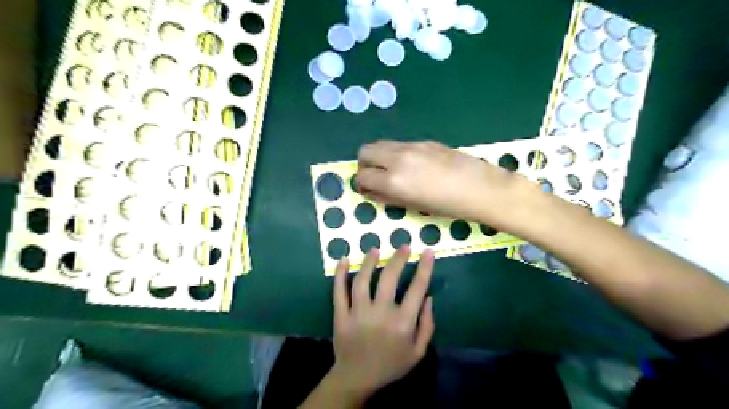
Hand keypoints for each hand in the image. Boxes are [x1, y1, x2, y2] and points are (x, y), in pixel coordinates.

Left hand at [332, 246, 434, 395]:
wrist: (357, 379)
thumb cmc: (391, 365)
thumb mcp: (418, 352)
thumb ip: (427, 325)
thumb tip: (429, 297)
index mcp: (402, 323)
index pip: (417, 288)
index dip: (424, 267)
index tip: (427, 251)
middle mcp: (380, 314)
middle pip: (389, 278)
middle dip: (398, 258)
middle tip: (403, 246)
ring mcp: (358, 313)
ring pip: (362, 280)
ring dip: (369, 262)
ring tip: (374, 249)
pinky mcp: (340, 315)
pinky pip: (338, 291)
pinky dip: (339, 274)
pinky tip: (342, 259)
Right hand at [355, 139, 529, 223]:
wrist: (481, 188)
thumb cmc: (448, 206)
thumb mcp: (414, 206)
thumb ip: (388, 197)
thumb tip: (372, 191)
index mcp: (394, 179)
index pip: (362, 176)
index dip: (361, 185)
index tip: (367, 191)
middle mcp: (397, 158)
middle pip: (365, 151)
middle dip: (364, 164)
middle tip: (374, 177)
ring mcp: (412, 146)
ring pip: (382, 144)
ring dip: (379, 157)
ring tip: (392, 171)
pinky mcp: (425, 141)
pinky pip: (400, 144)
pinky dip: (396, 153)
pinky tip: (413, 166)